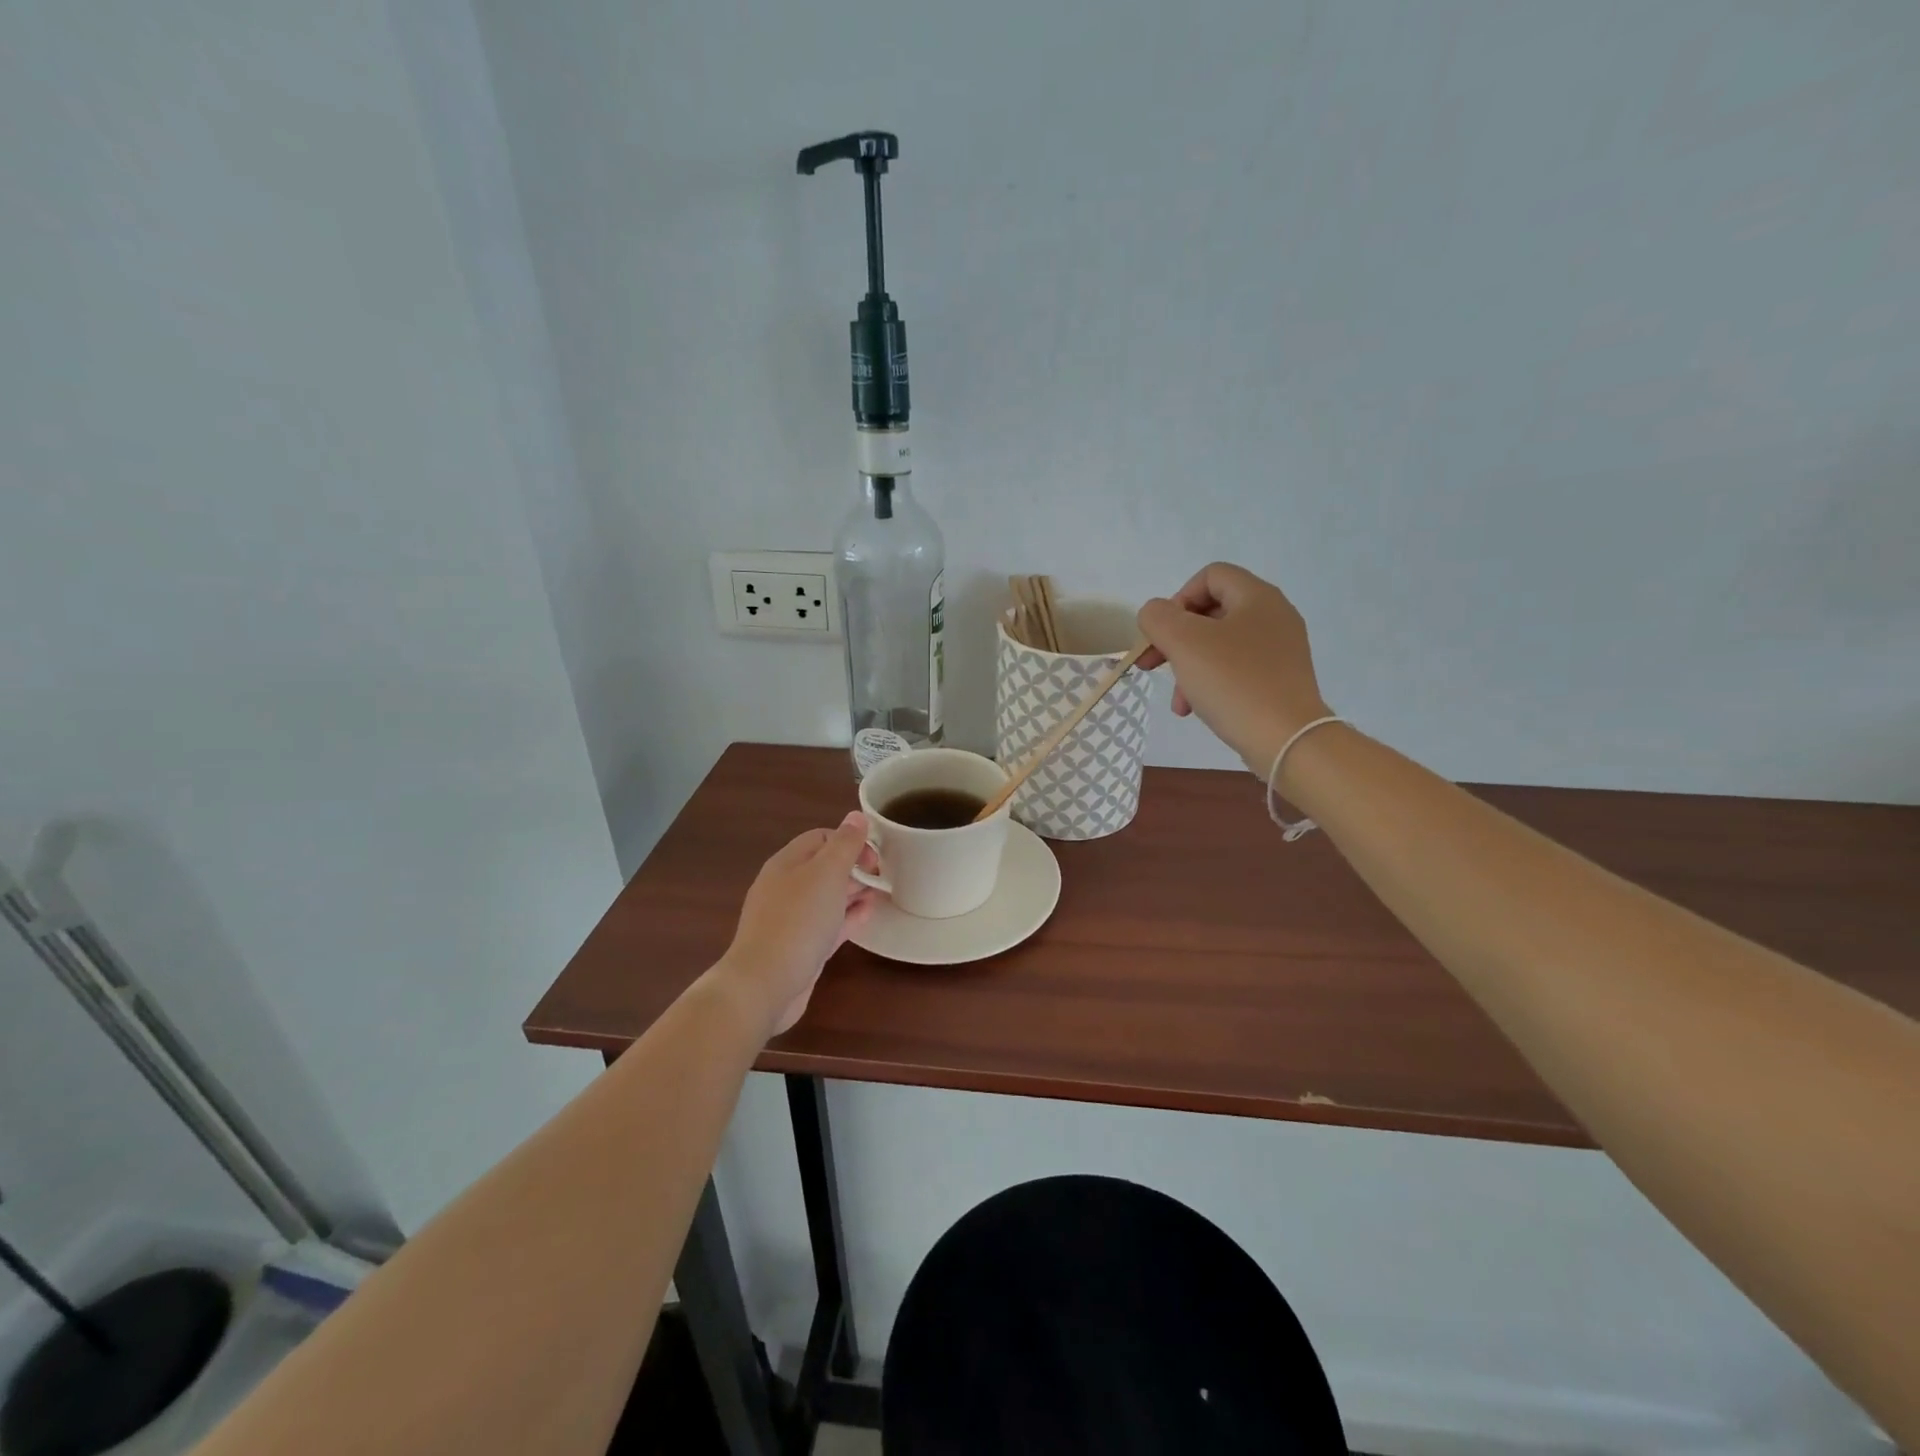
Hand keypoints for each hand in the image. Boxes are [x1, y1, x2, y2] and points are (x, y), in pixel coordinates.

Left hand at [714, 813, 878, 1037]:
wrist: (765, 985)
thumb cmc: (797, 921)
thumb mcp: (826, 874)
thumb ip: (844, 844)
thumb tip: (856, 815)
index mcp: (787, 863)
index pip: (821, 837)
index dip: (850, 840)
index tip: (875, 856)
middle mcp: (786, 886)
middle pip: (824, 866)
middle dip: (854, 866)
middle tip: (883, 875)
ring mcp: (791, 919)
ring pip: (827, 896)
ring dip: (854, 891)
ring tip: (882, 892)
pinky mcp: (800, 946)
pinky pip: (828, 924)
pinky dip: (848, 916)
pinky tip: (868, 915)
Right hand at [1137, 563, 1331, 771]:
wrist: (1287, 740)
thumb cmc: (1233, 682)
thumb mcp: (1183, 642)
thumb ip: (1158, 617)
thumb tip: (1156, 614)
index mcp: (1257, 597)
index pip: (1210, 576)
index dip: (1178, 598)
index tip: (1162, 633)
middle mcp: (1274, 616)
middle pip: (1212, 613)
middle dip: (1176, 639)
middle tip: (1153, 665)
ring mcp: (1281, 650)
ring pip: (1220, 646)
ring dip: (1189, 667)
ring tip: (1177, 701)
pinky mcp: (1281, 680)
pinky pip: (1236, 670)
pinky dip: (1211, 683)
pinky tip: (1197, 709)